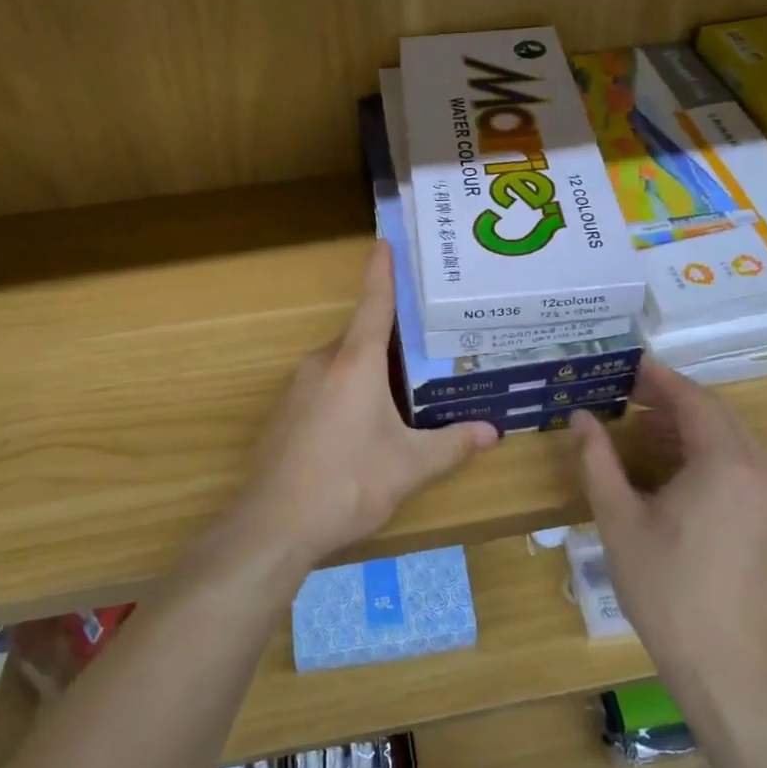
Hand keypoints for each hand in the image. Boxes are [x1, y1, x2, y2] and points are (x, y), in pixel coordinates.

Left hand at [230, 241, 497, 571]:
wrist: (272, 525)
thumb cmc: (347, 484)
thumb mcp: (409, 466)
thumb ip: (452, 445)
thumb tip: (493, 433)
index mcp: (355, 364)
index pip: (373, 304)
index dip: (382, 272)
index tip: (383, 242)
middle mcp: (323, 364)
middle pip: (361, 337)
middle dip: (391, 337)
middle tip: (427, 339)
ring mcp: (298, 387)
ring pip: (343, 364)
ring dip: (371, 369)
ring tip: (405, 386)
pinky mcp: (285, 412)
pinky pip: (325, 385)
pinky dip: (349, 390)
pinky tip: (366, 422)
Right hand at [573, 361, 766, 684]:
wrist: (730, 668)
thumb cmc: (667, 590)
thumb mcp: (620, 521)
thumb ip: (598, 462)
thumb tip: (580, 418)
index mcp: (726, 463)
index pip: (693, 399)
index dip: (659, 378)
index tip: (627, 364)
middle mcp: (760, 469)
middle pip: (716, 413)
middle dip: (672, 398)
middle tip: (628, 393)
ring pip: (731, 438)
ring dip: (688, 425)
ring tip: (641, 427)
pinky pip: (741, 464)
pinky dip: (706, 451)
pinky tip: (672, 467)